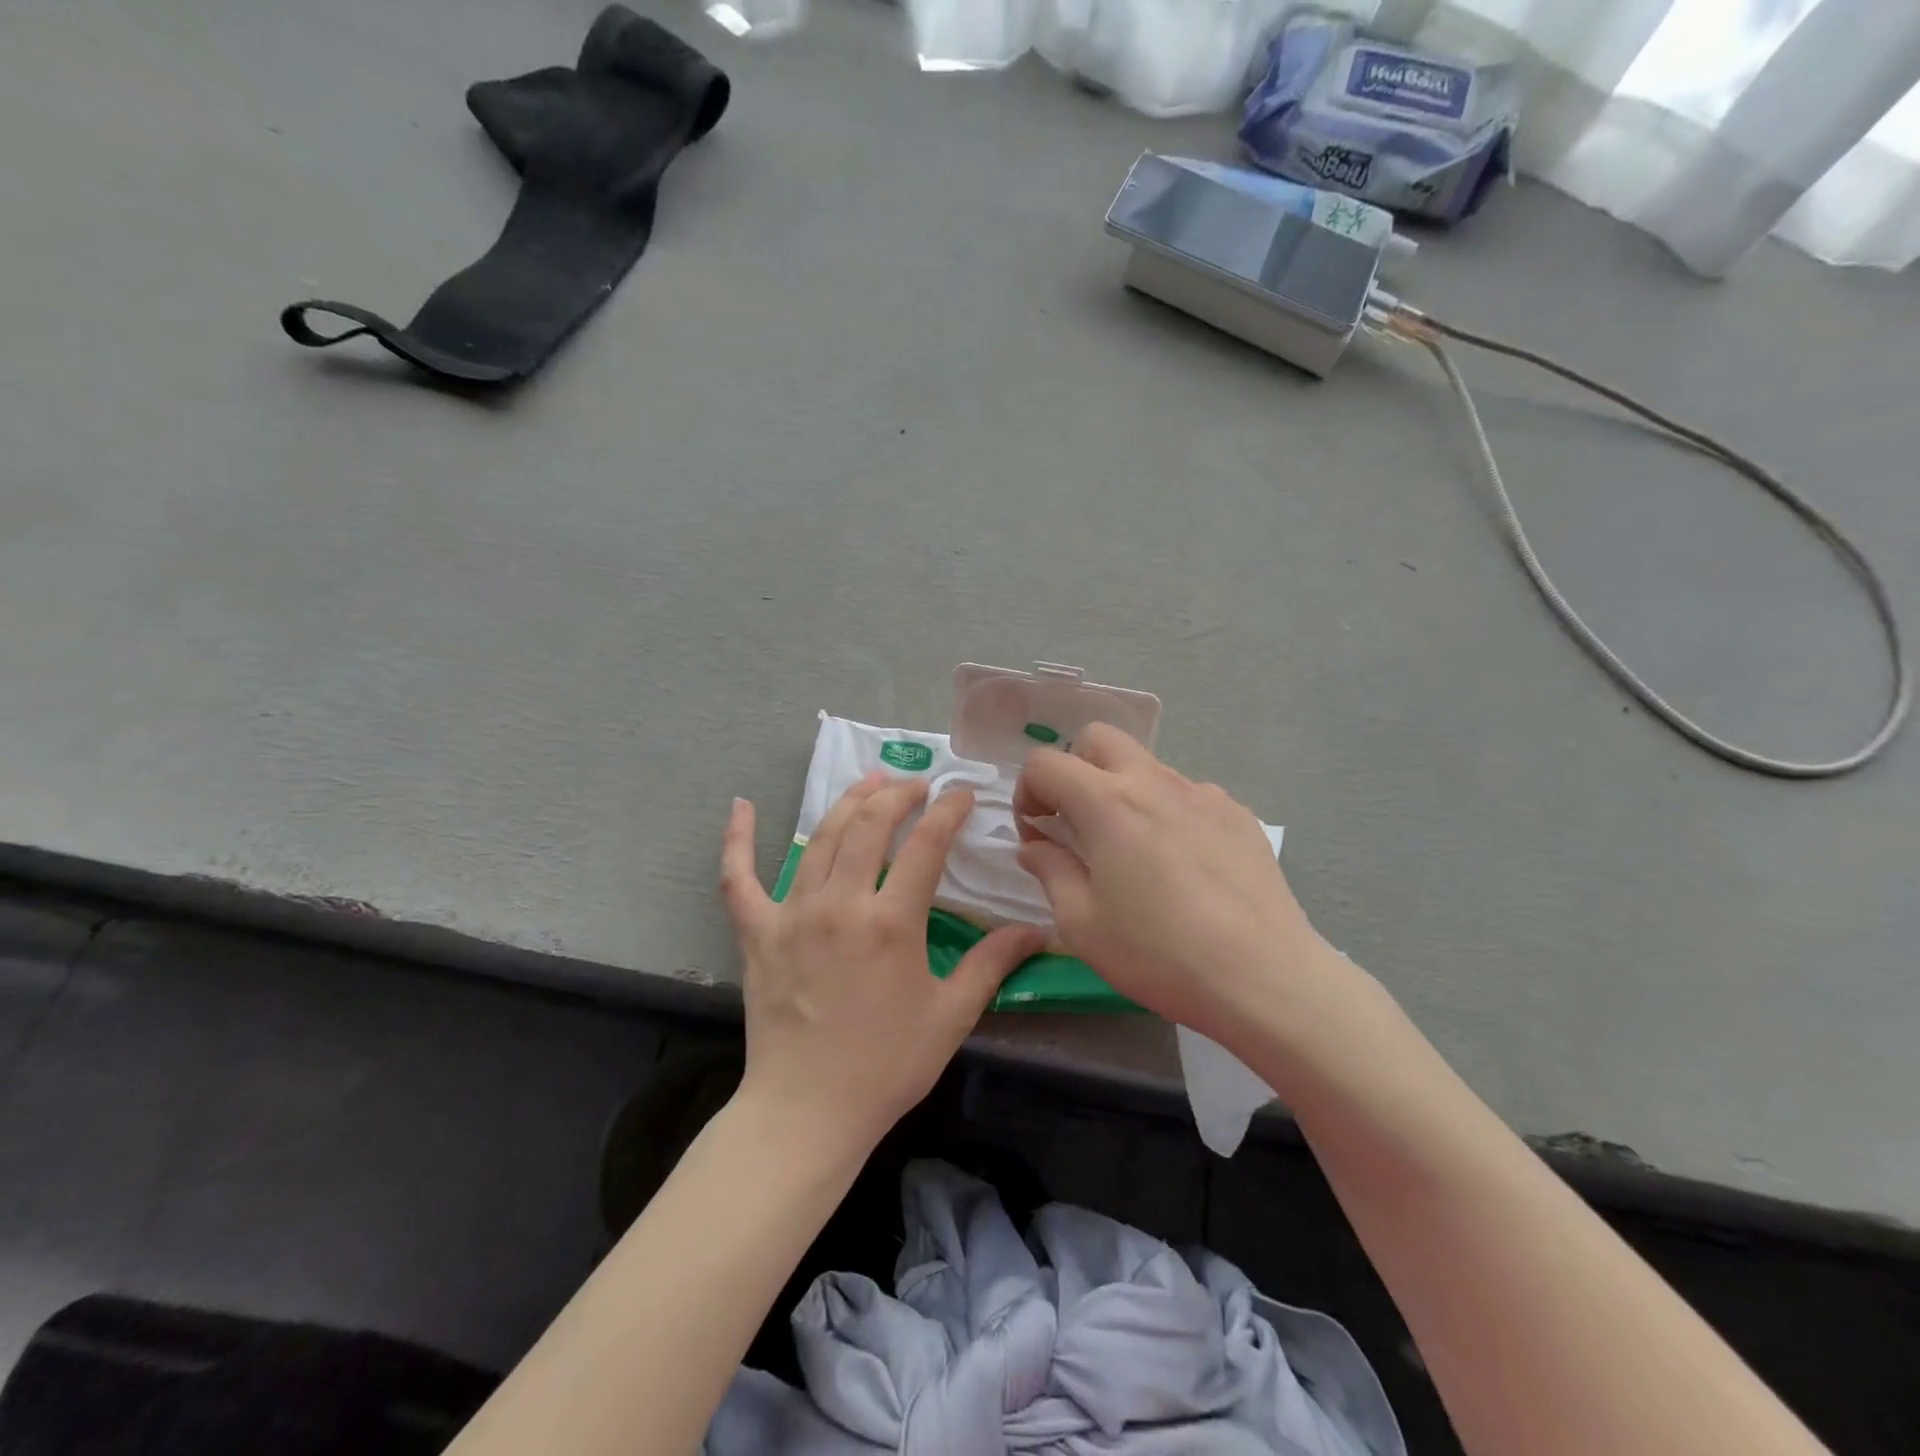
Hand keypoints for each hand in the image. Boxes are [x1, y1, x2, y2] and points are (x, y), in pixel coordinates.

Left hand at [720, 773, 1044, 1157]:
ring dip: (849, 801)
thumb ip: (992, 964)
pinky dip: (737, 840)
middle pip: (871, 825)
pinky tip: (741, 806)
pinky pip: (739, 878)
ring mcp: (792, 914)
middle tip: (917, 785)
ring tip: (871, 780)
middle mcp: (841, 904)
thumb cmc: (887, 1066)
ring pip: (822, 838)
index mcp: (892, 923)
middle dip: (898, 794)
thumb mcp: (951, 1016)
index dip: (948, 811)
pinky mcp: (756, 932)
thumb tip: (1037, 929)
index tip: (962, 795)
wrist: (807, 1111)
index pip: (927, 844)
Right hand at [1013, 725, 1336, 1047]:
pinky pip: (1188, 796)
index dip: (1027, 792)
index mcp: (1107, 802)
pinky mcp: (1237, 814)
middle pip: (1099, 738)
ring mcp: (1202, 793)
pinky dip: (1168, 814)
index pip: (1046, 763)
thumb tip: (1035, 845)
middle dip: (1074, 769)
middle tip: (1076, 823)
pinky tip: (1183, 867)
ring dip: (1123, 793)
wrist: (1263, 977)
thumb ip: (1050, 871)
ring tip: (1134, 854)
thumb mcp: (1082, 923)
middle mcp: (1154, 782)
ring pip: (1146, 767)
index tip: (1037, 834)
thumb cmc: (1158, 953)